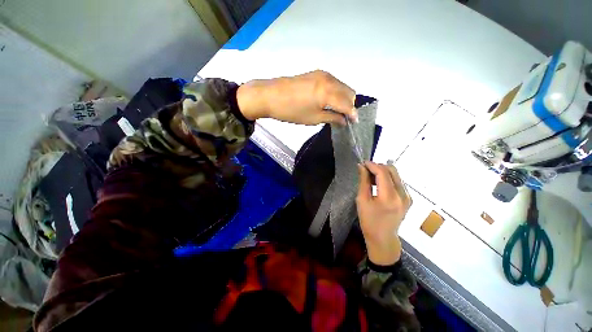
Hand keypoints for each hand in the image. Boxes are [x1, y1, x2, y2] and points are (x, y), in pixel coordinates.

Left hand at [236, 70, 355, 124]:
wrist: (270, 96)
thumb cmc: (291, 111)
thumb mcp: (313, 118)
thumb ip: (332, 118)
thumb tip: (344, 121)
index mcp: (328, 92)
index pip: (348, 104)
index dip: (353, 115)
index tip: (354, 123)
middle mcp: (329, 79)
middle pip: (349, 92)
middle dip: (349, 106)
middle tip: (343, 118)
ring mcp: (323, 74)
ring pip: (342, 86)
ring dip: (343, 99)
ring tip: (336, 111)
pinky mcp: (316, 73)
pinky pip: (333, 83)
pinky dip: (335, 93)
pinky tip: (329, 101)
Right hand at [356, 162, 411, 265]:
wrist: (383, 238)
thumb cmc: (369, 220)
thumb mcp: (362, 200)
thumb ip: (363, 181)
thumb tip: (361, 166)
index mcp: (389, 197)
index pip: (382, 173)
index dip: (372, 165)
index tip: (363, 163)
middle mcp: (402, 195)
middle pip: (392, 170)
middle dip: (378, 166)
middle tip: (366, 170)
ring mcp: (408, 197)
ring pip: (396, 175)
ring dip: (383, 172)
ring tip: (371, 177)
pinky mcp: (408, 198)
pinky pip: (398, 181)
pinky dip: (388, 178)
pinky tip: (379, 184)